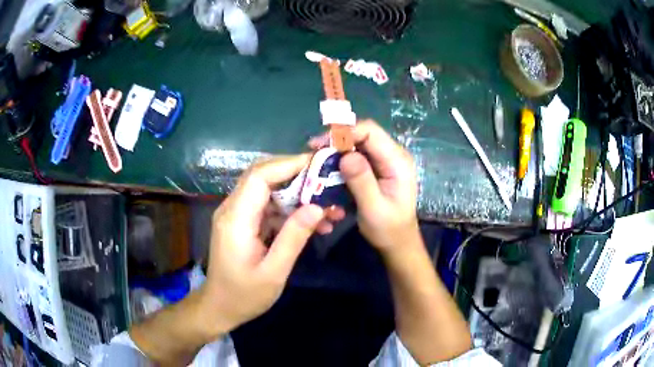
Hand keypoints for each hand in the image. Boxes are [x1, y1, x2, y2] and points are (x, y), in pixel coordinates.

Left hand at [198, 154, 336, 335]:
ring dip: (298, 195)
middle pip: (263, 176)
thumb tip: (317, 207)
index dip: (288, 164)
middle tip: (327, 181)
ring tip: (328, 208)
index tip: (318, 164)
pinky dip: (291, 211)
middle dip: (297, 175)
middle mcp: (232, 209)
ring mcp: (237, 215)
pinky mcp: (244, 223)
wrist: (220, 307)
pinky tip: (313, 223)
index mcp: (236, 219)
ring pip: (269, 191)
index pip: (259, 176)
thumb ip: (293, 238)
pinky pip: (269, 207)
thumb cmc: (244, 295)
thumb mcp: (274, 272)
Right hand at [311, 120, 418, 253]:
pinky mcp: (377, 168)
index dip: (345, 133)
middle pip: (363, 134)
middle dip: (338, 139)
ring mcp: (386, 161)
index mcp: (397, 161)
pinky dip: (341, 158)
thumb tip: (346, 155)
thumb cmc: (388, 229)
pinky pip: (358, 155)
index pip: (371, 132)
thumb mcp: (374, 209)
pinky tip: (328, 167)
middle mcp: (393, 155)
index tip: (321, 144)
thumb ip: (362, 181)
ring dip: (338, 148)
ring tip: (317, 159)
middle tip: (314, 151)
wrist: (398, 242)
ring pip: (358, 143)